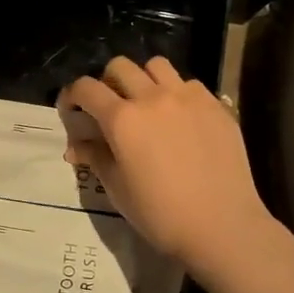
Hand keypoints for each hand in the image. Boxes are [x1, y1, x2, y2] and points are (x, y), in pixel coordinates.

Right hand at [59, 56, 278, 280]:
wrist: (222, 226)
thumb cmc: (161, 214)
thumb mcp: (117, 189)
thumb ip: (95, 157)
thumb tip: (75, 146)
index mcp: (122, 119)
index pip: (86, 88)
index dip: (72, 94)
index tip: (71, 108)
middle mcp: (152, 98)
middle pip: (120, 66)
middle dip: (107, 81)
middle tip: (109, 106)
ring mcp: (188, 98)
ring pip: (157, 66)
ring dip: (144, 79)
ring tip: (147, 104)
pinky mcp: (215, 106)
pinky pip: (189, 84)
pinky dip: (177, 93)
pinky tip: (181, 118)